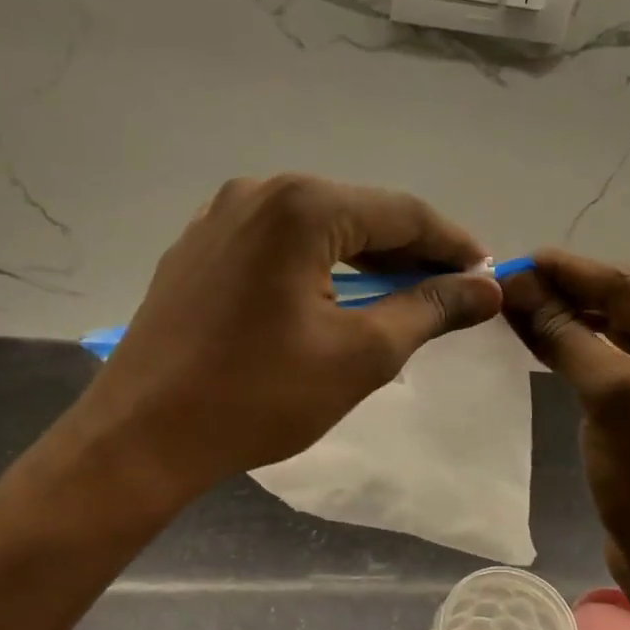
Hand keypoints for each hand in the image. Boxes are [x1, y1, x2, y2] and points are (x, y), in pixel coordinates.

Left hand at [84, 175, 502, 494]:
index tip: (488, 275)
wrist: (142, 436)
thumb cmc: (259, 397)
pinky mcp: (198, 248)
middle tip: (451, 292)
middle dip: (410, 253)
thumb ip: (428, 310)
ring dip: (365, 260)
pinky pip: (277, 245)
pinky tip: (334, 298)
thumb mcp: (361, 356)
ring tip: (402, 296)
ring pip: (317, 228)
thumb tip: (484, 287)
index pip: (403, 213)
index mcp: (302, 206)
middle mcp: (258, 192)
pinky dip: (318, 266)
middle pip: (359, 213)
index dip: (453, 245)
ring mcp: (219, 217)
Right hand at [502, 250, 629, 622]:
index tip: (509, 259)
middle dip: (562, 292)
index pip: (627, 287)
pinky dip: (570, 346)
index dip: (566, 271)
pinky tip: (536, 336)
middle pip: (619, 303)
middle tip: (501, 283)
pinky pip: (606, 359)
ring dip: (562, 317)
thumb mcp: (615, 401)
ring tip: (509, 304)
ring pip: (609, 329)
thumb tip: (520, 285)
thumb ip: (568, 336)